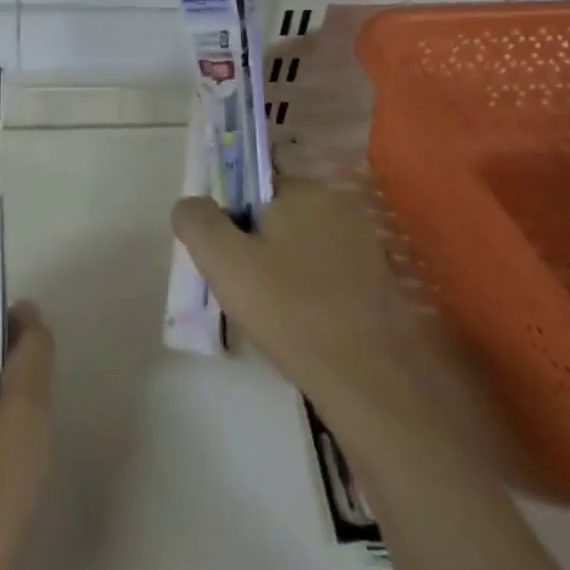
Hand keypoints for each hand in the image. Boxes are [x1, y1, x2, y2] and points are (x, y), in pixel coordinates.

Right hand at [171, 179, 431, 439]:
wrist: (376, 383)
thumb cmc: (291, 310)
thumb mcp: (222, 259)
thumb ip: (196, 220)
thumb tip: (190, 205)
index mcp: (305, 191)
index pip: (249, 186)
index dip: (226, 219)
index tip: (221, 259)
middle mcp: (340, 209)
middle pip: (274, 219)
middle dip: (251, 249)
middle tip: (238, 290)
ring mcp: (365, 249)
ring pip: (299, 252)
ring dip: (278, 275)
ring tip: (267, 317)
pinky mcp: (379, 288)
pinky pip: (324, 280)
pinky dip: (306, 298)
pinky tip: (300, 330)